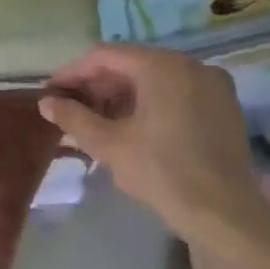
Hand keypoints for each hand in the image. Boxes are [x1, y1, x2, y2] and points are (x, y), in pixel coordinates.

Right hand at [40, 43, 266, 240]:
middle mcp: (191, 65)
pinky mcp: (223, 107)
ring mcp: (212, 85)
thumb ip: (72, 117)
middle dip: (97, 85)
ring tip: (96, 120)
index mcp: (163, 66)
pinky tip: (130, 126)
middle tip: (71, 108)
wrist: (223, 213)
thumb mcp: (107, 143)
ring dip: (120, 95)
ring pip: (154, 78)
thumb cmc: (160, 171)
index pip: (105, 55)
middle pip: (131, 64)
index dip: (73, 72)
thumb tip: (46, 103)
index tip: (51, 92)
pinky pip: (176, 92)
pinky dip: (148, 102)